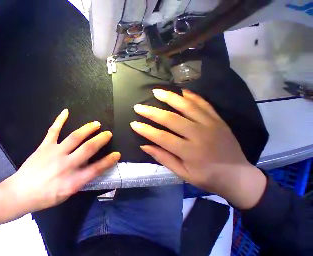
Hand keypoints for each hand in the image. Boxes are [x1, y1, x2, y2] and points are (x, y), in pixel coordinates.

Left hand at [0, 109, 119, 225]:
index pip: (97, 168)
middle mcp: (67, 164)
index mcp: (73, 180)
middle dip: (100, 139)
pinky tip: (66, 111)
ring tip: (95, 124)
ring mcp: (55, 152)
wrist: (20, 193)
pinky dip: (60, 120)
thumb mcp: (67, 194)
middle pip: (88, 148)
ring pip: (75, 137)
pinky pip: (53, 130)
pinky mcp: (45, 146)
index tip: (117, 154)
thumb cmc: (45, 197)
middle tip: (108, 133)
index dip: (109, 161)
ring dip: (87, 129)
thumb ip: (80, 180)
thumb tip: (91, 168)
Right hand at [130, 88, 265, 208]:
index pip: (161, 137)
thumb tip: (144, 146)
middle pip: (171, 119)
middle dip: (151, 112)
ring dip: (170, 97)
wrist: (239, 176)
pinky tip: (181, 90)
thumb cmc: (207, 177)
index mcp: (190, 152)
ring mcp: (211, 125)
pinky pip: (204, 104)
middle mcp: (200, 135)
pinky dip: (191, 96)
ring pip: (187, 106)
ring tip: (156, 91)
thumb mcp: (182, 174)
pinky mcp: (218, 120)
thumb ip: (163, 158)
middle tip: (138, 106)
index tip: (133, 123)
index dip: (145, 130)